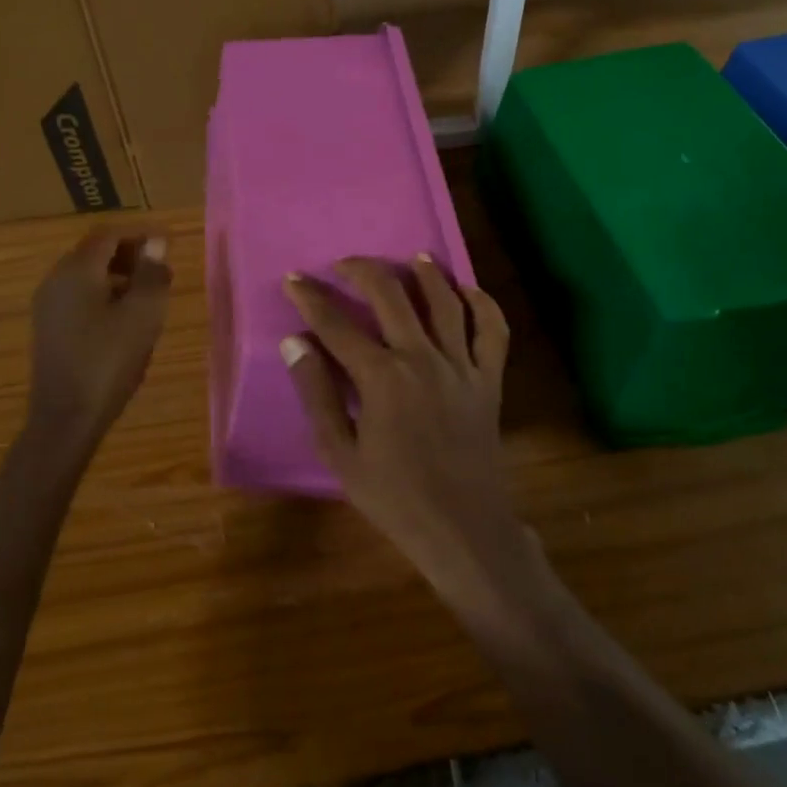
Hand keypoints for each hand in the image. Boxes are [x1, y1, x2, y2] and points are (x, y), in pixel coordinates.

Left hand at [25, 227, 171, 458]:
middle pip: (95, 251)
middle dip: (130, 253)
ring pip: (87, 275)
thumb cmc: (109, 360)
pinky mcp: (49, 327)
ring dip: (120, 275)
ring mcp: (48, 305)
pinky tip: (126, 318)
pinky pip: (80, 295)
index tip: (168, 243)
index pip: (109, 234)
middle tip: (162, 268)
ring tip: (150, 294)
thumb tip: (156, 243)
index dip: (140, 233)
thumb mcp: (143, 314)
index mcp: (77, 270)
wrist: (66, 417)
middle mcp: (56, 279)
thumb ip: (152, 274)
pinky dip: (105, 294)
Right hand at [281, 256, 523, 602]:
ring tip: (412, 257)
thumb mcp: (341, 453)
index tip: (293, 279)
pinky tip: (469, 290)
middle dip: (363, 270)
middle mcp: (422, 358)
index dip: (310, 298)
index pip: (337, 324)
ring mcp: (461, 365)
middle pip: (391, 295)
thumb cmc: (394, 497)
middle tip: (345, 264)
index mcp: (381, 378)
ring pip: (445, 302)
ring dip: (427, 274)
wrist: (462, 528)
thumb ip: (317, 393)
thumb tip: (295, 342)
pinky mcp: (489, 379)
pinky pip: (493, 330)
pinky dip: (483, 304)